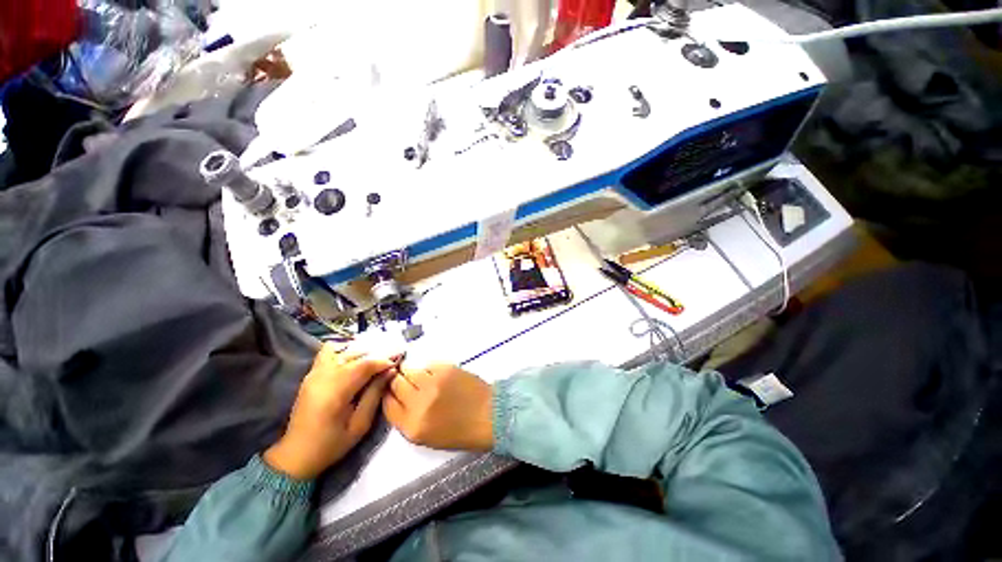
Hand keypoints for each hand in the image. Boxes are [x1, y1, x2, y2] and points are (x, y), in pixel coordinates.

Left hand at [264, 344, 396, 479]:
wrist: (296, 454)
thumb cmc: (332, 444)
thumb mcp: (360, 424)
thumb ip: (375, 394)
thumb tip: (390, 371)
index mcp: (335, 391)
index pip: (365, 364)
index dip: (384, 360)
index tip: (398, 361)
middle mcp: (323, 376)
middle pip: (355, 353)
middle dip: (377, 353)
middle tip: (392, 358)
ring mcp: (315, 373)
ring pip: (343, 349)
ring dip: (362, 351)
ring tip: (375, 359)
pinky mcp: (311, 373)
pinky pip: (330, 351)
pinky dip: (346, 349)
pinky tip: (356, 359)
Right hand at [382, 363, 493, 450]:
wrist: (489, 414)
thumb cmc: (461, 430)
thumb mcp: (427, 436)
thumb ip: (407, 419)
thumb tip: (396, 397)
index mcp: (412, 426)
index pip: (387, 404)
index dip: (387, 395)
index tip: (390, 390)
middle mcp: (418, 403)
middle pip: (395, 383)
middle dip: (397, 380)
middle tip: (404, 380)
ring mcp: (432, 383)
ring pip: (409, 370)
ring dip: (411, 372)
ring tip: (421, 377)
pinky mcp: (445, 369)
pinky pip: (427, 364)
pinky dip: (428, 368)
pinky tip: (436, 375)